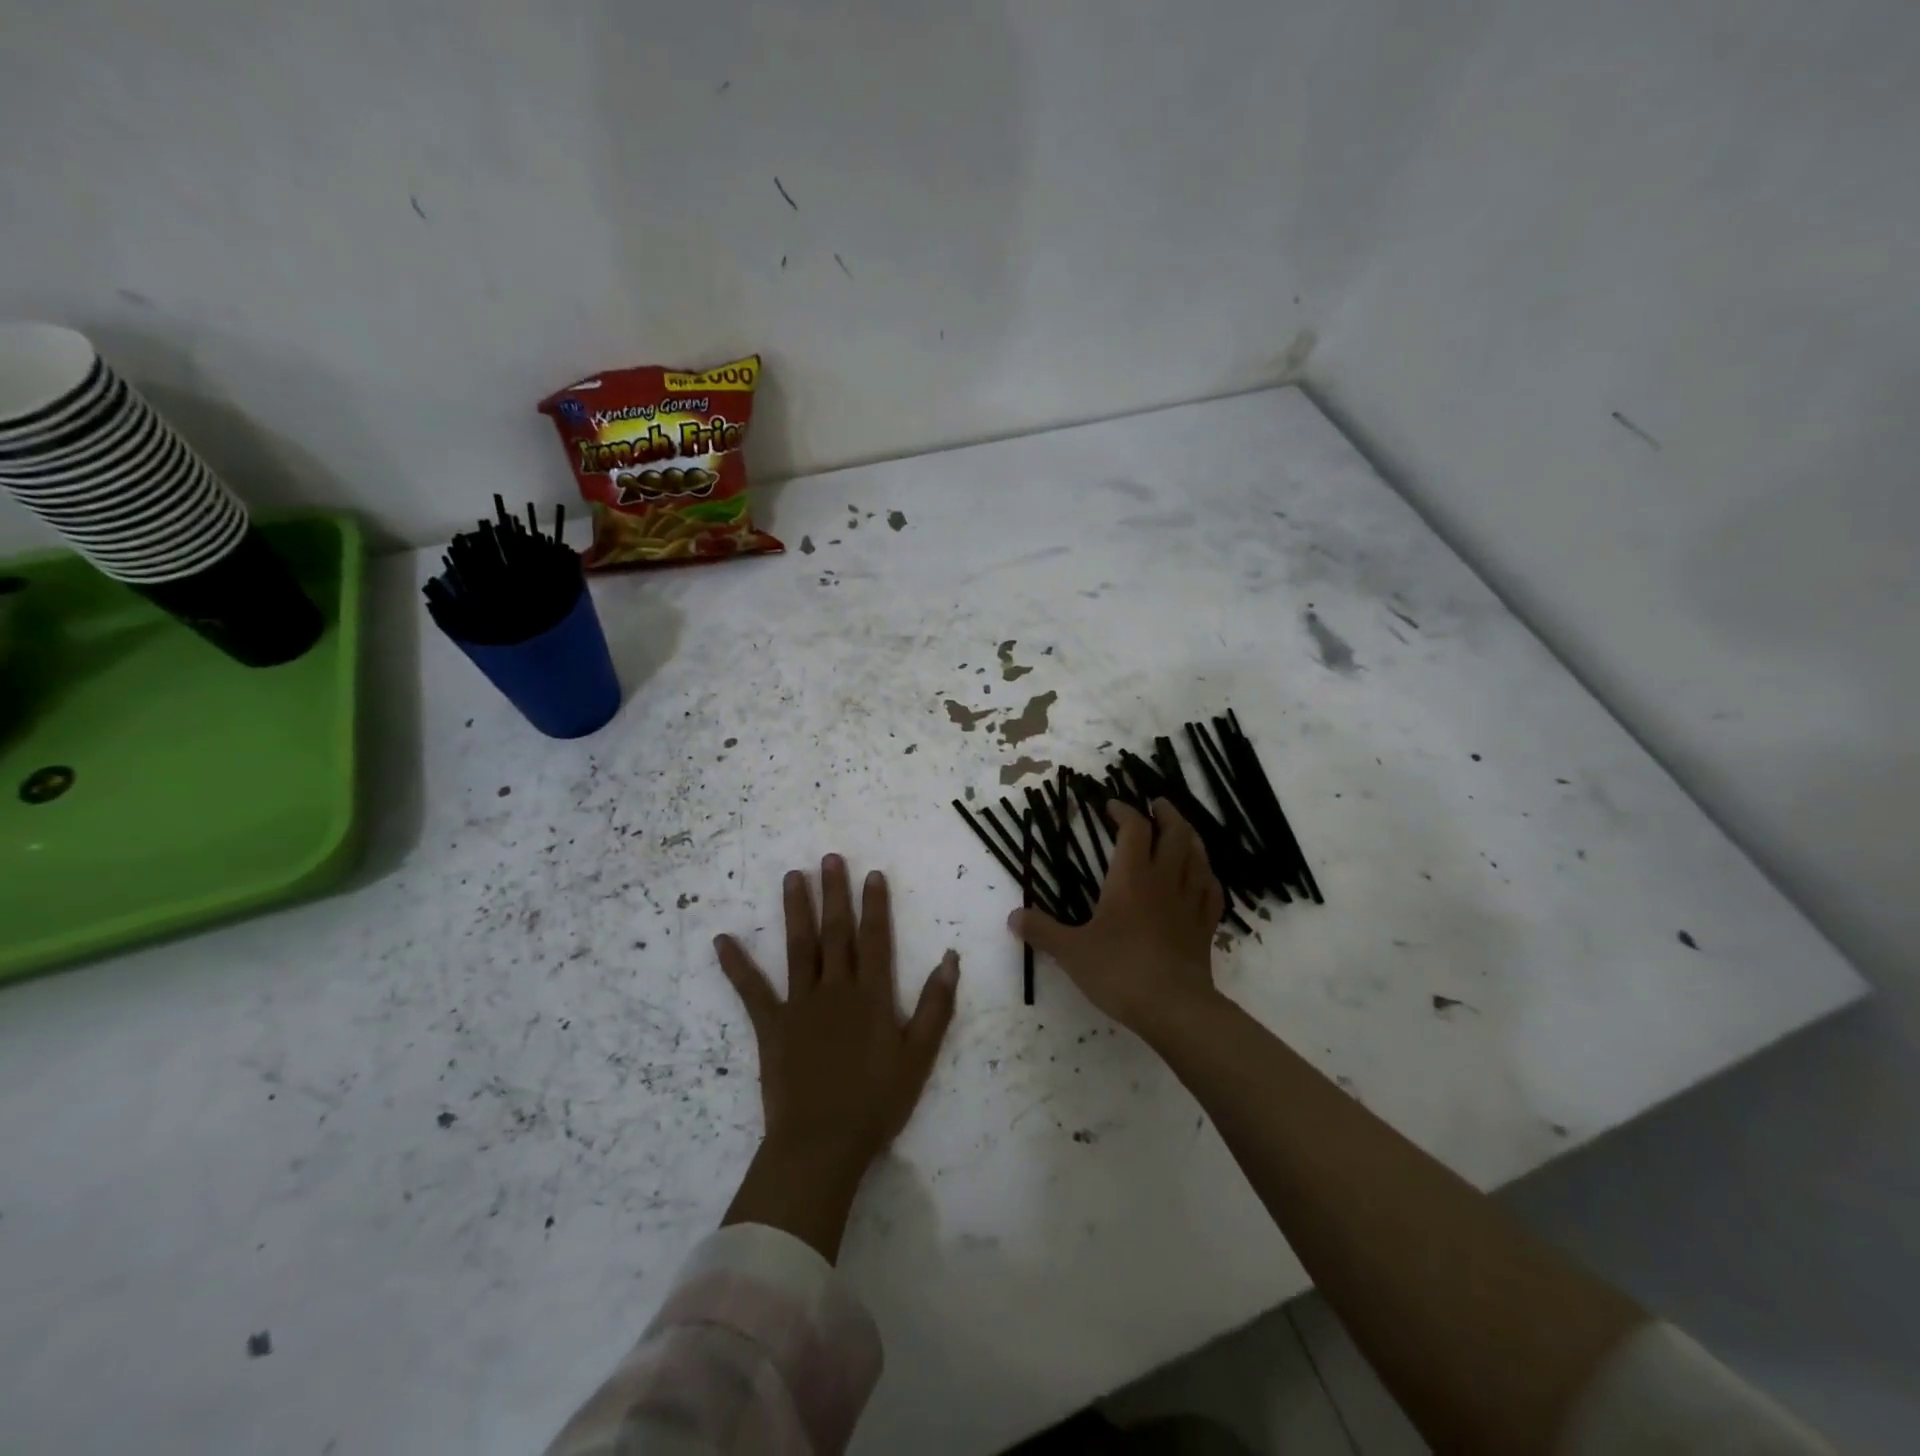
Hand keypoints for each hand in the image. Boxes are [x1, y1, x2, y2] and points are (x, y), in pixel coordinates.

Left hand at [715, 855, 958, 1257]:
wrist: (823, 1143)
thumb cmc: (877, 1102)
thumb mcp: (919, 1056)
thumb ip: (935, 1005)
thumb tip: (950, 958)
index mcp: (871, 995)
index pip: (875, 939)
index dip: (875, 905)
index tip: (871, 874)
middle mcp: (835, 989)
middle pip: (836, 932)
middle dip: (834, 893)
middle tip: (830, 858)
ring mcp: (800, 1005)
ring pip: (798, 947)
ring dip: (796, 910)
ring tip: (793, 876)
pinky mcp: (771, 1026)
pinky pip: (751, 990)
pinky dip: (736, 965)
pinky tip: (722, 940)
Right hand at [1008, 798, 1223, 1036]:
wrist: (1174, 1008)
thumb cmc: (1119, 971)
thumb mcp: (1071, 951)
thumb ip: (1042, 930)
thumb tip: (1012, 916)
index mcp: (1131, 878)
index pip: (1133, 829)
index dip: (1124, 812)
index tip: (1111, 806)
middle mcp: (1164, 880)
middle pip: (1175, 833)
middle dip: (1166, 814)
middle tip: (1157, 803)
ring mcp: (1190, 903)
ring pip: (1198, 857)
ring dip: (1190, 837)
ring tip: (1182, 830)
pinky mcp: (1205, 927)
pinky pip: (1212, 891)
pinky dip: (1207, 875)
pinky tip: (1203, 877)